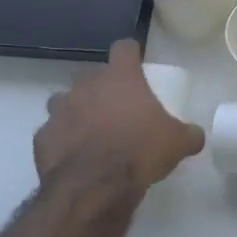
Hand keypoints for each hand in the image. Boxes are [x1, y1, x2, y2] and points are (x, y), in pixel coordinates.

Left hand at [34, 40, 204, 194]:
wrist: (95, 188)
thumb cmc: (140, 152)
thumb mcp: (178, 143)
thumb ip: (189, 134)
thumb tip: (196, 135)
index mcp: (120, 78)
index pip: (124, 48)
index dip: (131, 53)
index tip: (137, 63)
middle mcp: (86, 86)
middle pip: (91, 74)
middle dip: (101, 86)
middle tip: (116, 106)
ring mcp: (59, 111)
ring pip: (64, 101)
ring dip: (76, 110)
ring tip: (91, 130)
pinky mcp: (41, 138)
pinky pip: (52, 132)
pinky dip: (62, 140)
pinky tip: (74, 156)